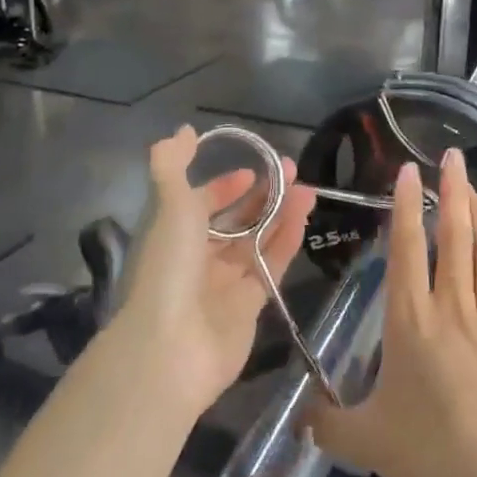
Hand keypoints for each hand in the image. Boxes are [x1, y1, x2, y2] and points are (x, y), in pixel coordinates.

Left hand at [111, 125, 315, 417]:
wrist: (173, 346)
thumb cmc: (169, 266)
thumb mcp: (168, 204)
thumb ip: (172, 164)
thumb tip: (183, 130)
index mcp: (173, 235)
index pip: (200, 204)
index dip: (224, 187)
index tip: (250, 172)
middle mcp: (197, 258)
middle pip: (234, 222)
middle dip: (261, 196)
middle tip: (291, 171)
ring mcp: (224, 284)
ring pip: (257, 241)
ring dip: (281, 214)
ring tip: (308, 189)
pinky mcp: (250, 306)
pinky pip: (271, 266)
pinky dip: (286, 241)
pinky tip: (304, 217)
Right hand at [306, 149, 476, 476]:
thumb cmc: (436, 451)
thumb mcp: (369, 443)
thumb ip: (330, 426)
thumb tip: (300, 418)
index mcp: (412, 319)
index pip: (408, 248)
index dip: (406, 205)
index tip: (408, 170)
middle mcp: (455, 307)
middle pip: (456, 236)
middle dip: (453, 191)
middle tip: (453, 157)